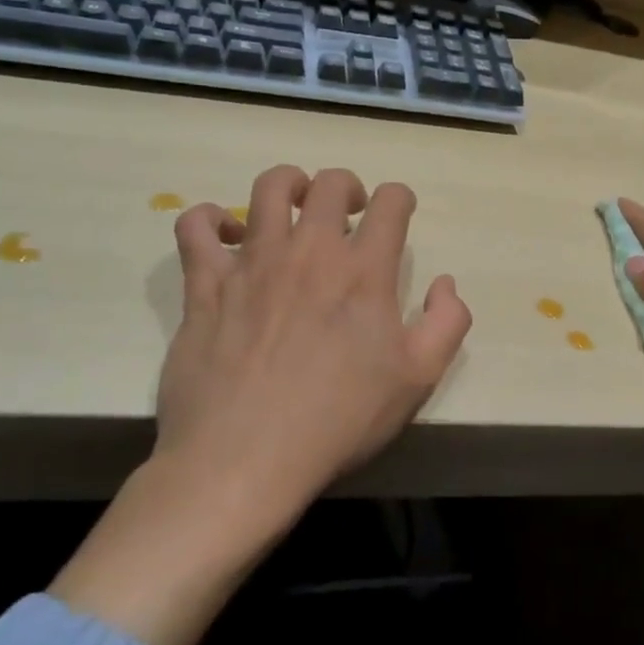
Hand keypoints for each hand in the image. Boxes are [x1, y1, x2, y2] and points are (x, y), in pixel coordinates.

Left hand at [51, 164, 470, 644]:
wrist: (245, 461)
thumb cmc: (340, 420)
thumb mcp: (419, 379)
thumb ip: (448, 322)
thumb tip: (445, 282)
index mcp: (364, 271)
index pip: (391, 202)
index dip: (400, 199)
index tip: (398, 215)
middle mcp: (310, 251)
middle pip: (330, 183)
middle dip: (348, 186)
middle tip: (350, 213)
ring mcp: (252, 263)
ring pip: (268, 188)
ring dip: (289, 185)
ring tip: (293, 208)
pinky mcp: (204, 284)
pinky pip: (195, 226)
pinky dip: (209, 218)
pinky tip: (225, 234)